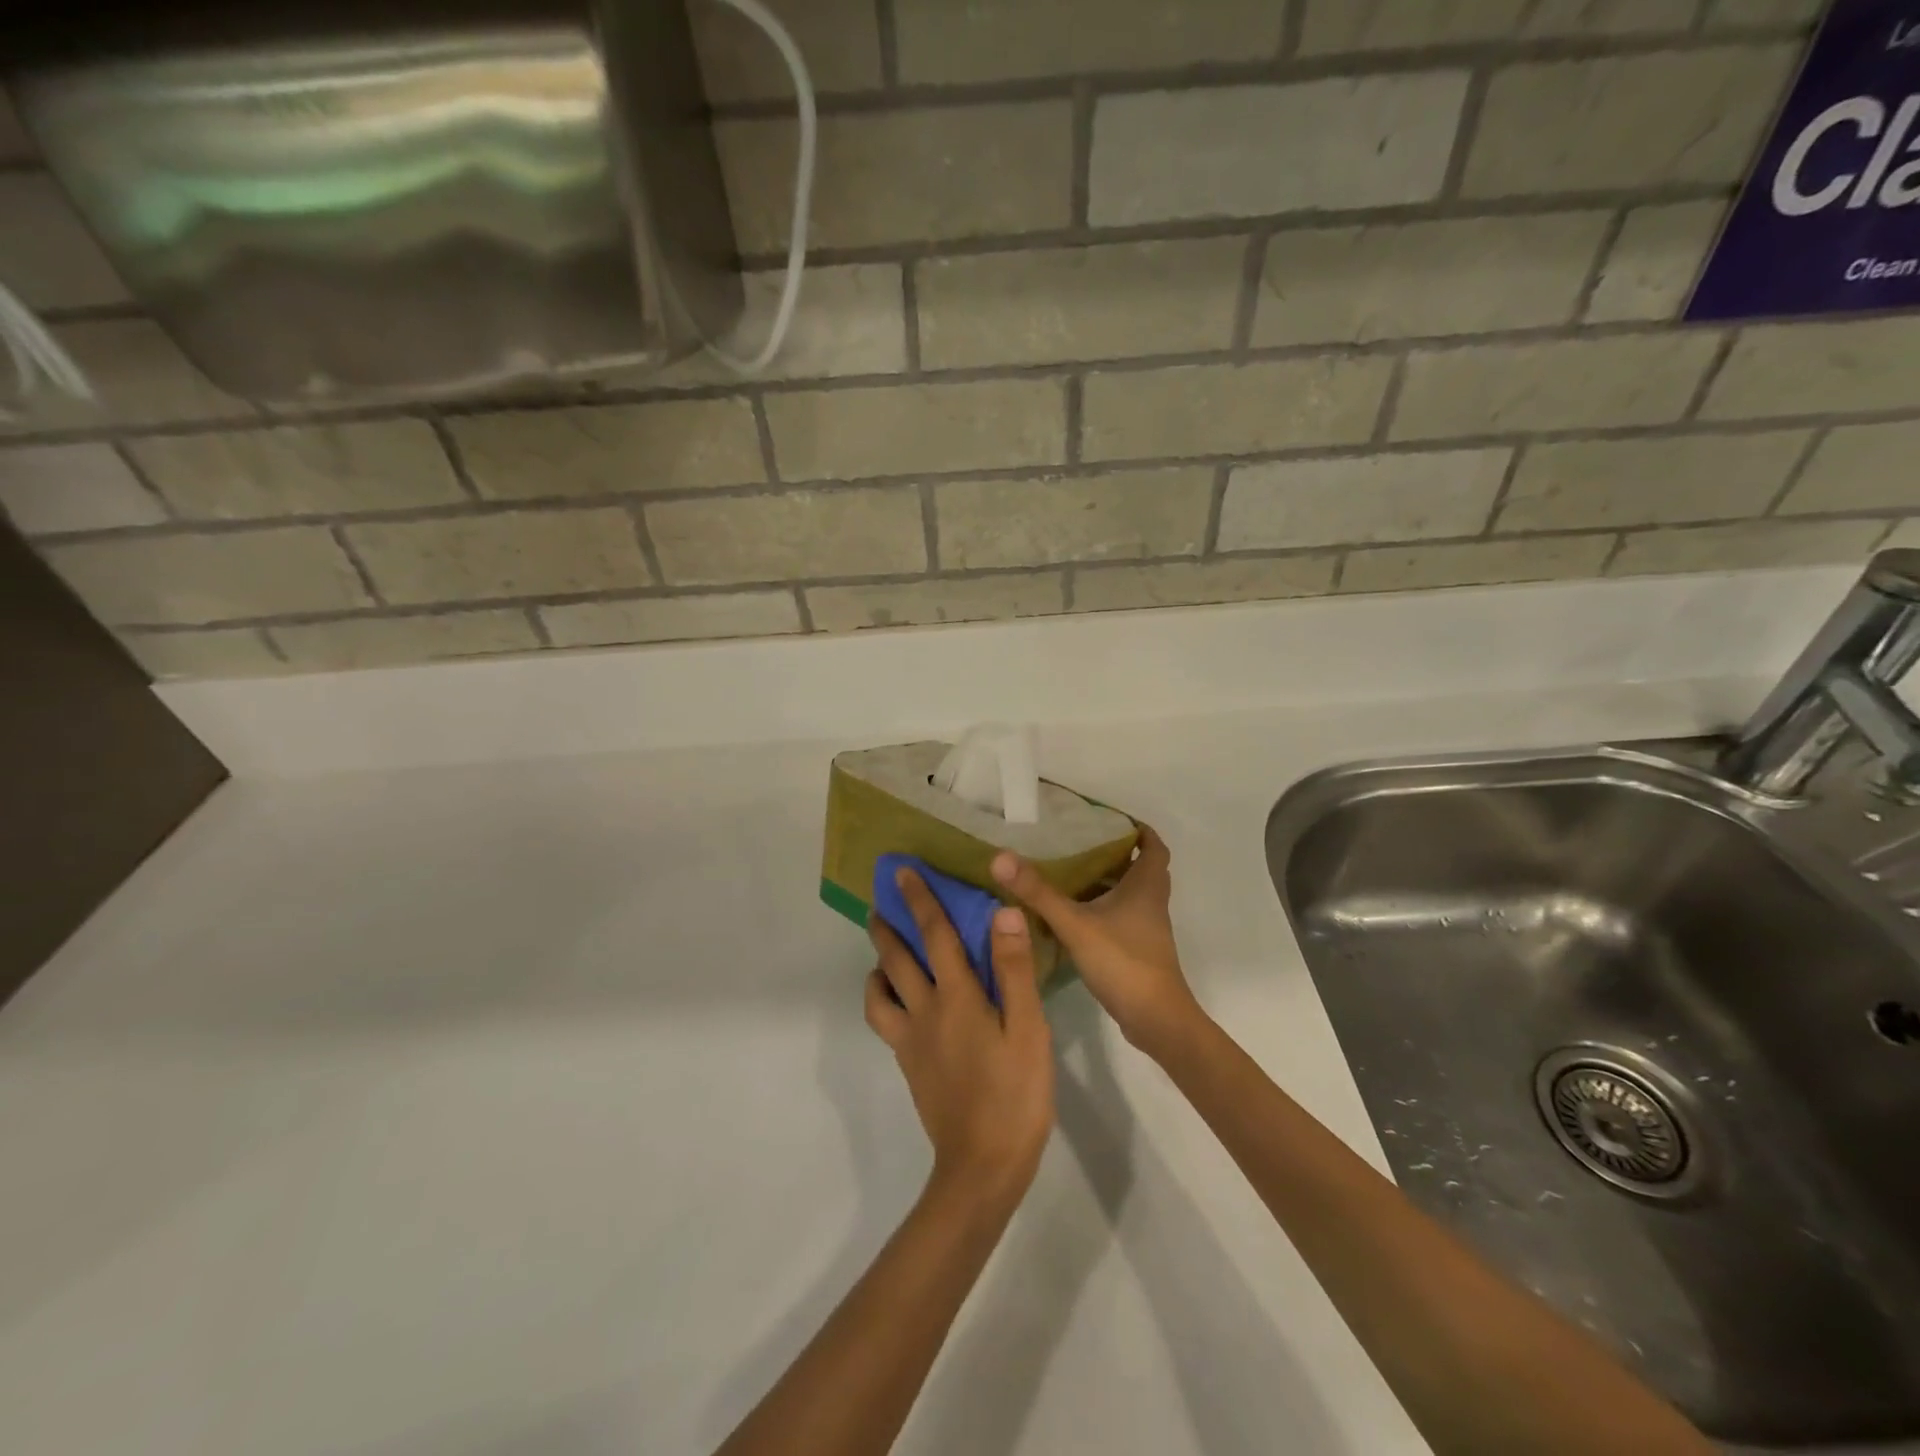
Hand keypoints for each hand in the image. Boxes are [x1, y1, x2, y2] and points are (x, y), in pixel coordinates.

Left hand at [865, 868, 1053, 1199]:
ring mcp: (911, 1040)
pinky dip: (882, 999)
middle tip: (879, 901)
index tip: (903, 872)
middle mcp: (924, 1010)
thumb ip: (1014, 970)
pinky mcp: (908, 1064)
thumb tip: (1002, 913)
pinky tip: (899, 1001)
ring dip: (878, 964)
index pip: (935, 934)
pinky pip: (885, 1021)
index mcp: (957, 997)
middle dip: (887, 924)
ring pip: (878, 992)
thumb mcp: (1028, 1029)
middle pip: (896, 958)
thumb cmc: (1016, 1094)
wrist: (982, 1166)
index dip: (920, 900)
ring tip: (884, 952)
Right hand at [990, 827, 1202, 1059]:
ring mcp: (1147, 929)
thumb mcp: (1074, 924)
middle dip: (1117, 853)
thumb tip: (1001, 858)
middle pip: (1142, 867)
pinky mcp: (1139, 951)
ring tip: (1070, 872)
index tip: (1109, 819)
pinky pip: (1123, 918)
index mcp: (1146, 886)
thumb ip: (1038, 893)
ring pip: (1132, 894)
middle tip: (1081, 843)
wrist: (1156, 1020)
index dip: (1138, 829)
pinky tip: (1074, 914)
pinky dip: (1104, 909)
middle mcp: (1152, 903)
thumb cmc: (1123, 962)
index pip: (1154, 845)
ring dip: (1109, 882)